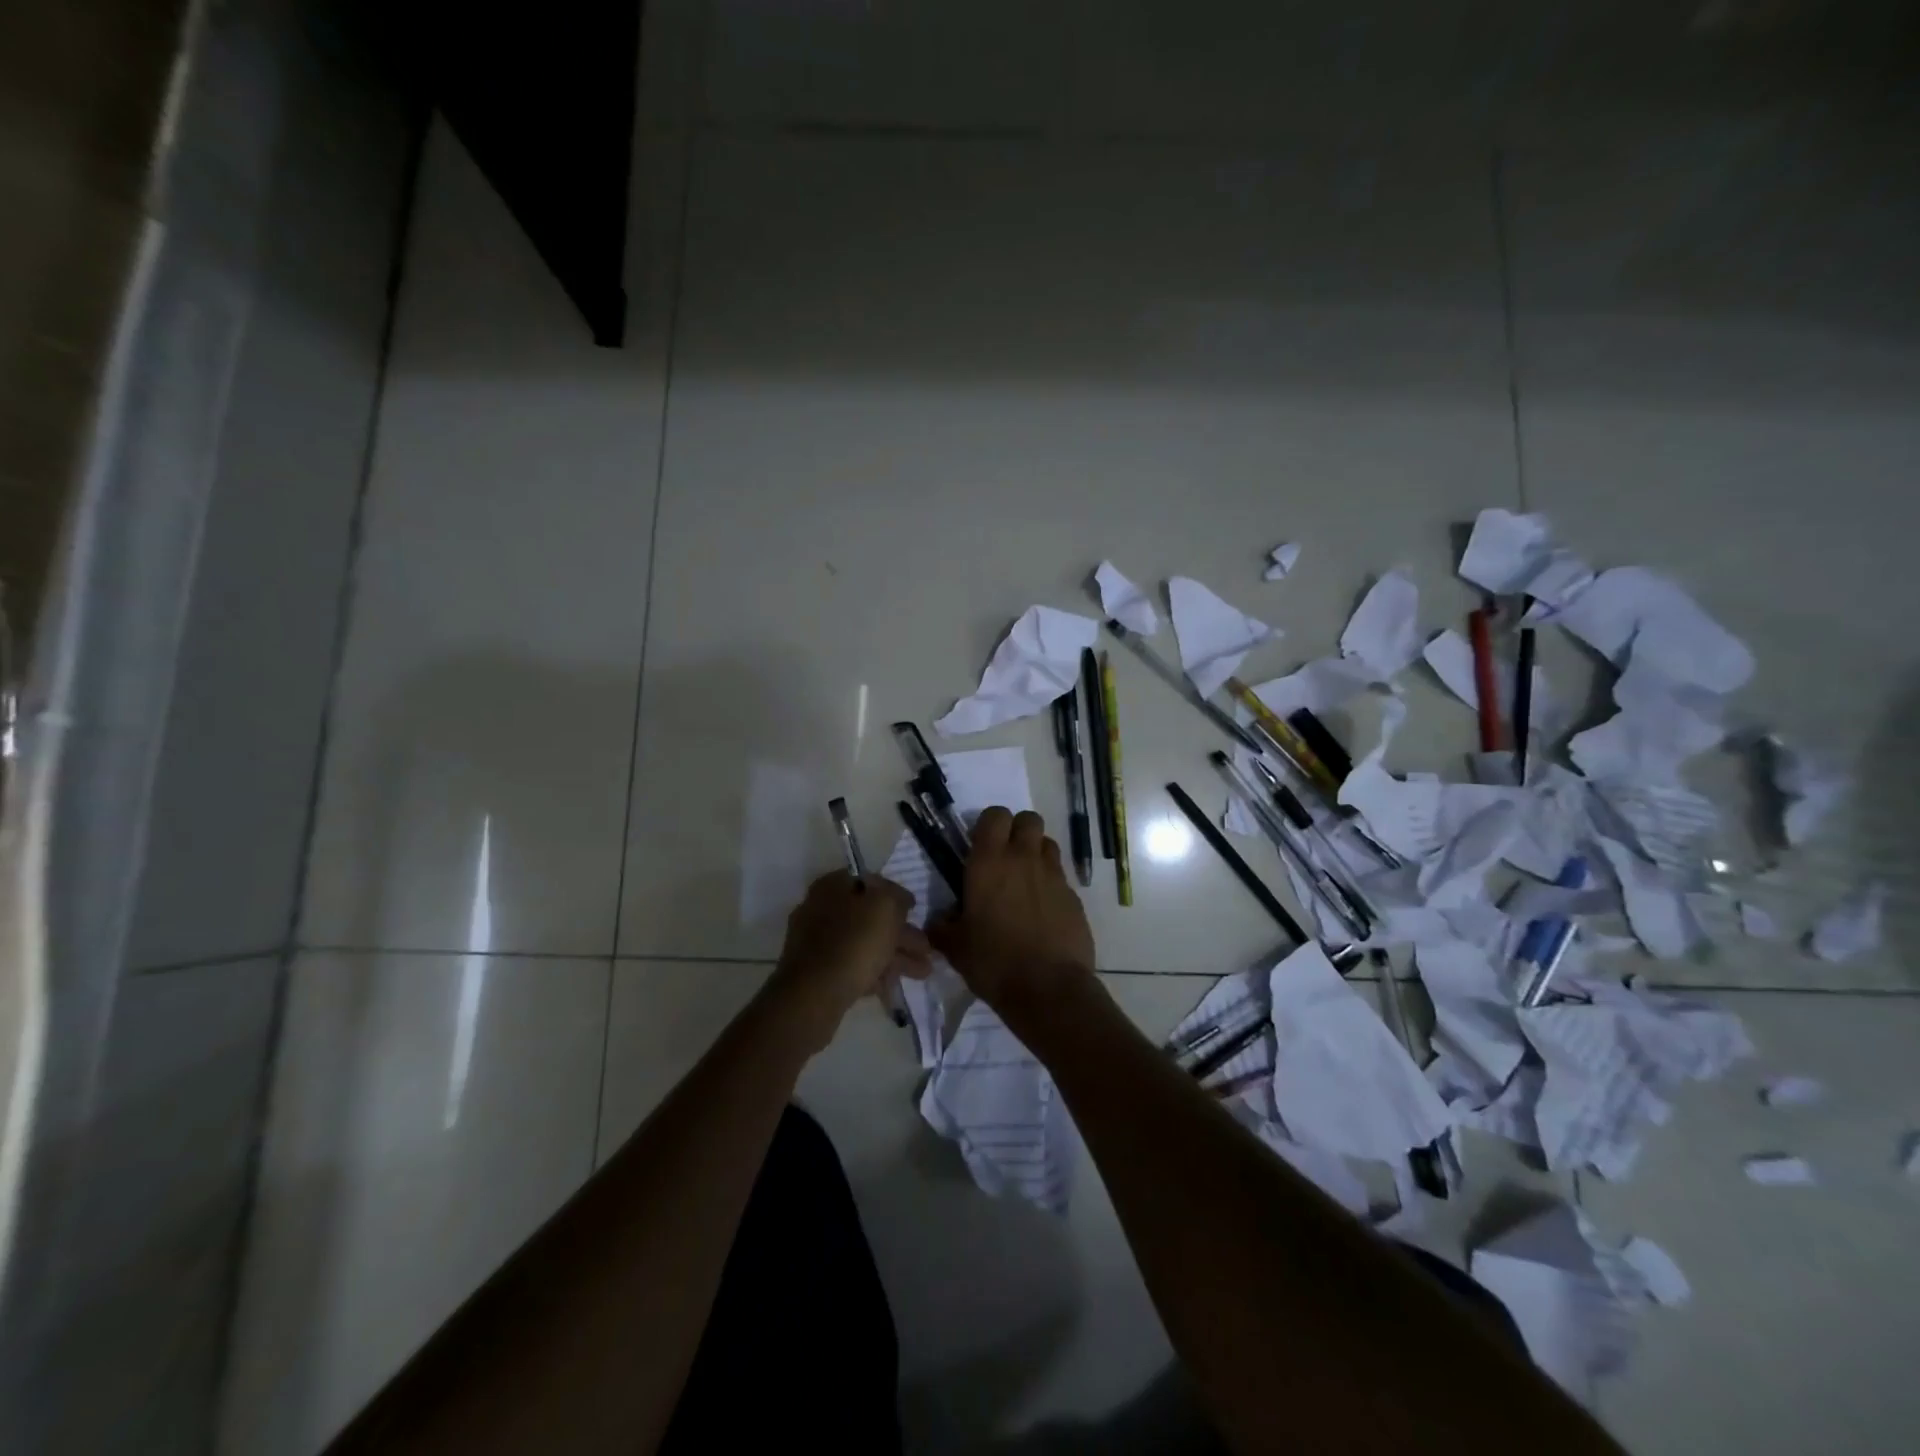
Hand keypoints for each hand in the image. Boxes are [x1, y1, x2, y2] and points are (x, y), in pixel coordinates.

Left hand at [768, 871, 930, 1048]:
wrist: (814, 994)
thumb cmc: (854, 940)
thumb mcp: (885, 906)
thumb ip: (897, 896)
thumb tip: (901, 900)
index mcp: (832, 885)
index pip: (870, 882)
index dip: (896, 895)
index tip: (915, 911)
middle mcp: (820, 908)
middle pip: (869, 917)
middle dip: (901, 934)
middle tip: (927, 950)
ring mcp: (816, 942)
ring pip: (864, 943)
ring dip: (895, 956)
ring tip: (923, 972)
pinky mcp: (817, 972)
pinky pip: (853, 966)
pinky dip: (875, 972)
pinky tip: (893, 986)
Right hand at [929, 807, 1096, 1018]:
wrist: (1048, 989)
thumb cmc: (993, 962)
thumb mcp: (955, 947)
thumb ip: (943, 926)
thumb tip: (940, 921)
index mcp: (989, 862)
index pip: (994, 815)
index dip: (989, 824)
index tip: (980, 845)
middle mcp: (1023, 859)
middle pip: (1028, 819)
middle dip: (1018, 830)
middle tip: (1006, 857)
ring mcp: (1053, 876)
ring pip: (1048, 844)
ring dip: (1036, 853)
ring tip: (1025, 880)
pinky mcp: (1074, 897)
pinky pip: (1061, 877)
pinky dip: (1051, 884)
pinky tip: (1042, 911)